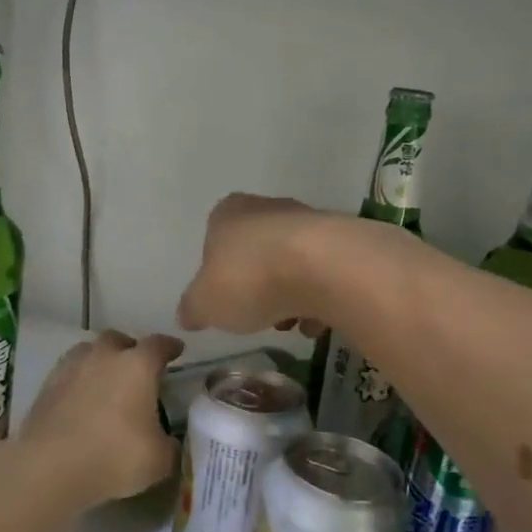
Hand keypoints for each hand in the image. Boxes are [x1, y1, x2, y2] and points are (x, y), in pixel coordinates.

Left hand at [12, 331, 184, 506]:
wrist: (49, 467)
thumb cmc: (113, 457)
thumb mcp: (159, 460)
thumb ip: (169, 445)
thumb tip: (168, 441)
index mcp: (137, 366)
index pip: (159, 345)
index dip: (170, 347)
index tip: (177, 351)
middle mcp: (104, 357)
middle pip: (119, 340)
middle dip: (130, 350)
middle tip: (137, 370)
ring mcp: (70, 368)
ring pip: (88, 352)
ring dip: (100, 361)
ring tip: (105, 382)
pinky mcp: (46, 386)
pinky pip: (68, 373)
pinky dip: (78, 381)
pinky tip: (80, 400)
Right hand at [177, 194, 330, 335]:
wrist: (324, 268)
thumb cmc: (250, 278)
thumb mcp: (204, 303)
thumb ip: (193, 308)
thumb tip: (189, 314)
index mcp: (228, 213)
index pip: (215, 237)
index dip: (218, 271)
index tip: (224, 298)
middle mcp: (268, 208)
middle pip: (256, 250)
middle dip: (256, 283)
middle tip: (256, 312)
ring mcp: (309, 222)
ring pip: (291, 263)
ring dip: (289, 294)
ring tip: (290, 322)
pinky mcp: (343, 243)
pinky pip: (324, 275)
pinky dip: (320, 298)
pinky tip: (318, 320)